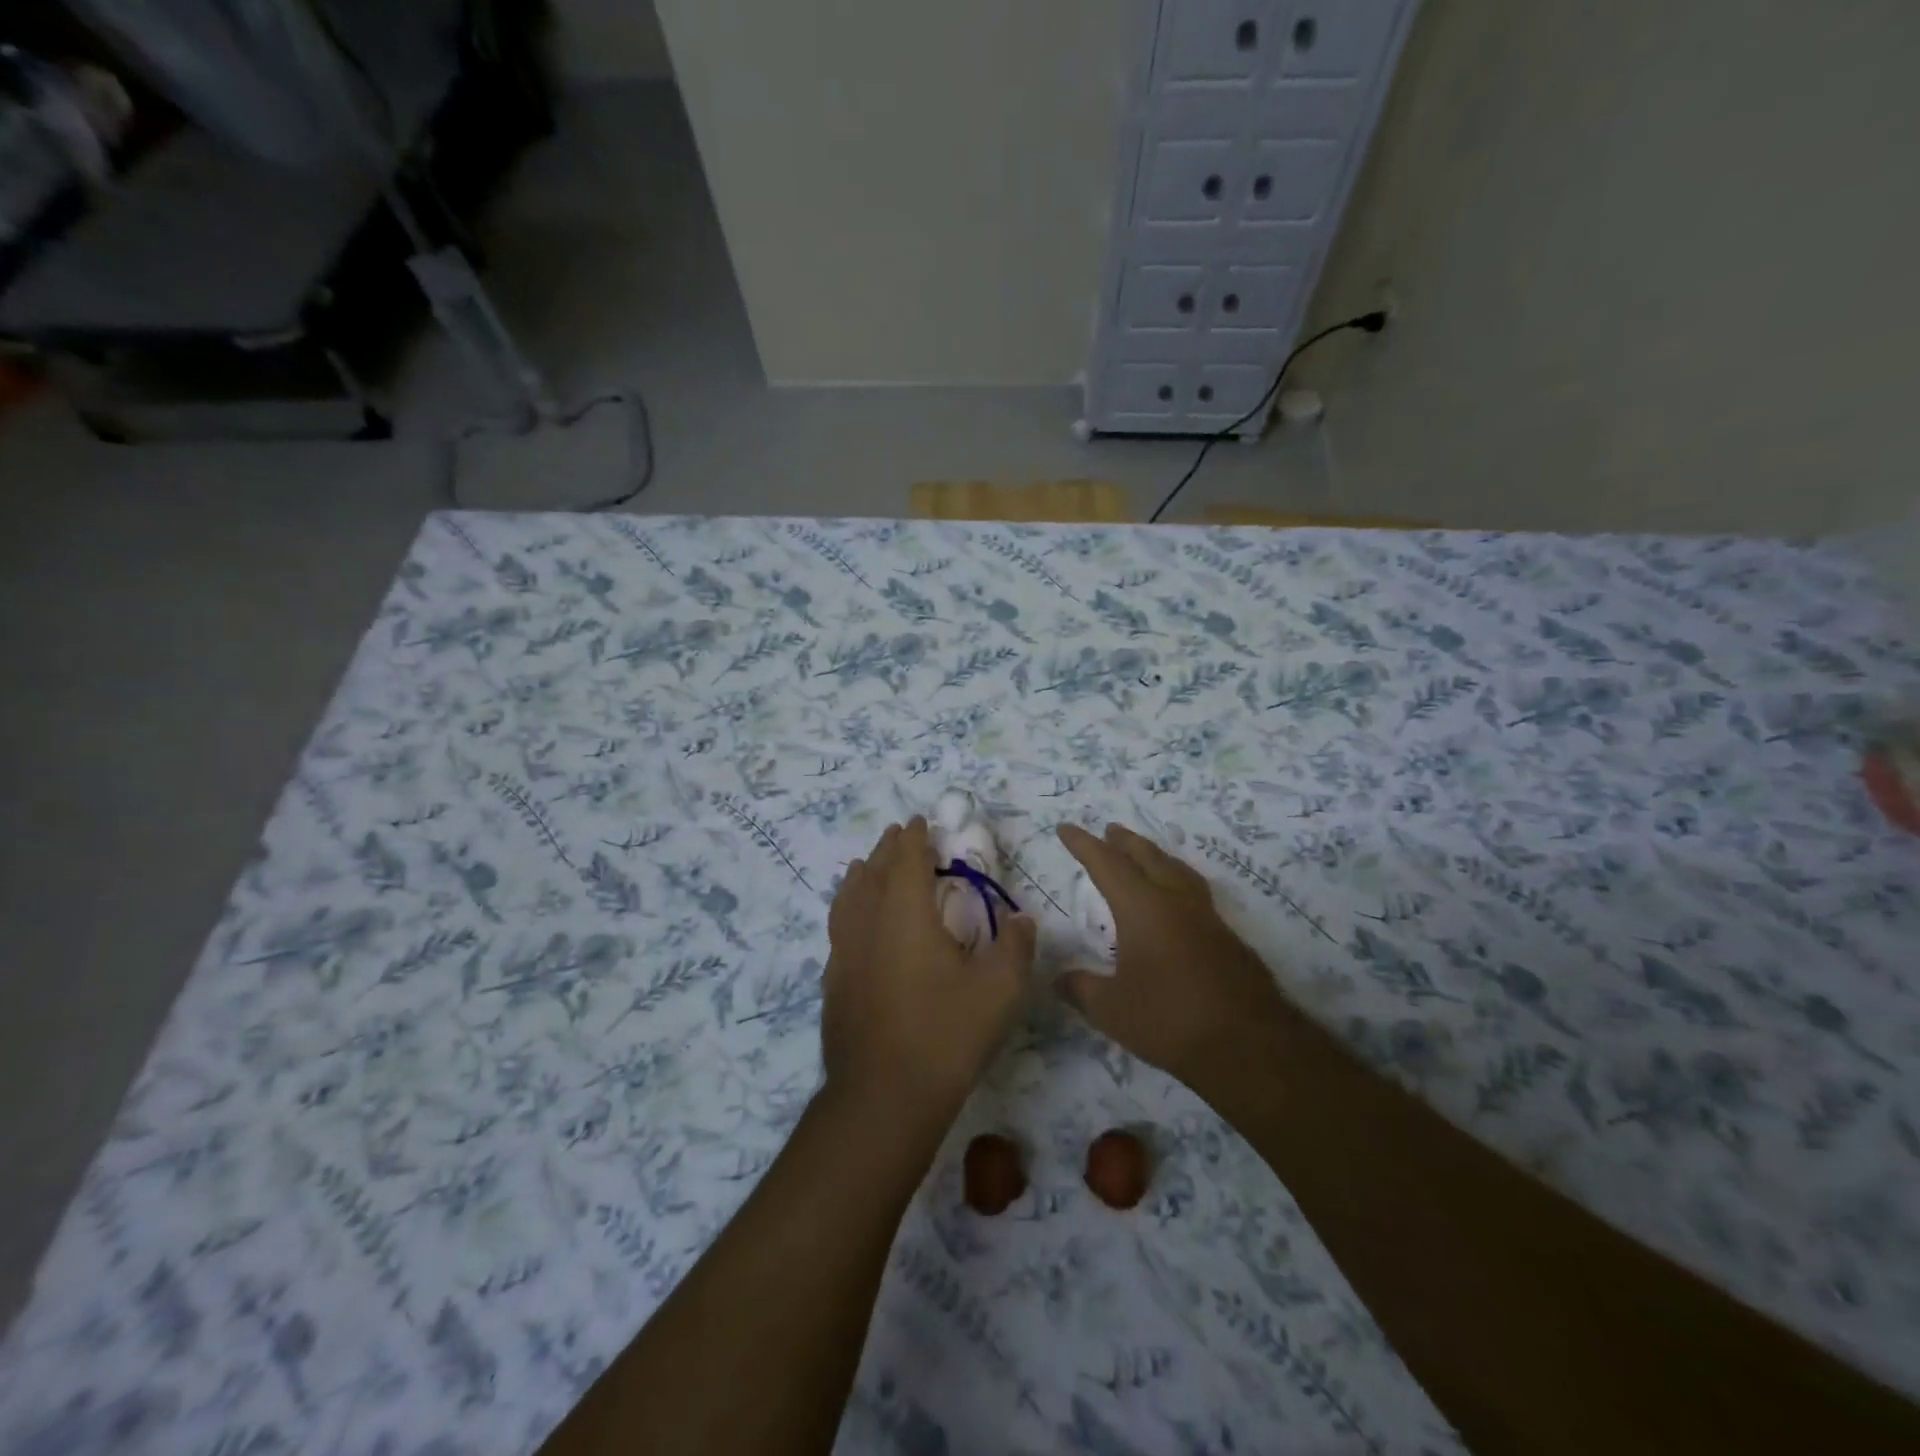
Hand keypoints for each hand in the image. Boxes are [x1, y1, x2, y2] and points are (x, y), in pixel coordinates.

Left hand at [822, 818, 1035, 1127]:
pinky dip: (846, 910)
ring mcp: (845, 953)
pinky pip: (838, 929)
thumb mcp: (1000, 990)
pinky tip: (852, 925)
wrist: (884, 1095)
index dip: (914, 837)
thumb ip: (1016, 947)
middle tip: (896, 835)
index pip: (907, 860)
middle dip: (886, 850)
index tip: (918, 821)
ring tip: (861, 866)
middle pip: (873, 872)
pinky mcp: (833, 982)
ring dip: (859, 876)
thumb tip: (1023, 919)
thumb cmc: (946, 1034)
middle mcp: (869, 923)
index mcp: (906, 913)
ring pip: (847, 899)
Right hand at [1057, 823, 1286, 1084]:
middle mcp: (1176, 901)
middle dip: (1125, 841)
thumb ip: (1081, 989)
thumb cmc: (1170, 1020)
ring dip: (1156, 856)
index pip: (1106, 864)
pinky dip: (1178, 882)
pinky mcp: (1228, 938)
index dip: (1083, 844)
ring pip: (1178, 870)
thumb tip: (1060, 979)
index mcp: (1143, 908)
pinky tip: (1178, 902)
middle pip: (1148, 857)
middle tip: (1109, 830)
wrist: (1249, 1045)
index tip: (1065, 828)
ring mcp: (1207, 917)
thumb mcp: (1111, 1010)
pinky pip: (1196, 893)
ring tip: (1146, 854)